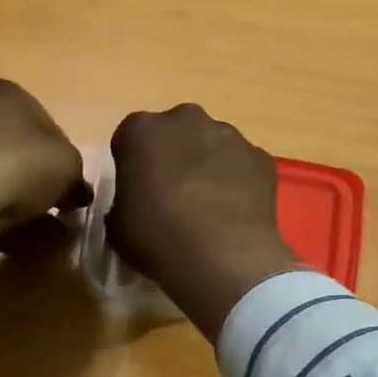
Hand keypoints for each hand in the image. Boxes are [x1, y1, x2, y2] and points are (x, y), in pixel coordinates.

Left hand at [0, 79, 89, 299]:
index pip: (42, 122)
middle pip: (8, 144)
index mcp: (3, 92)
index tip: (67, 186)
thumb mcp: (69, 167)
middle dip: (29, 176)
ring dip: (3, 196)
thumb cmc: (19, 166)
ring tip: (24, 231)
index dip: (59, 157)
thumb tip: (76, 192)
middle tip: (47, 207)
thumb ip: (75, 175)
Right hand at [105, 104, 304, 341]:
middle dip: (174, 154)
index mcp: (142, 130)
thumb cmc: (159, 237)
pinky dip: (238, 179)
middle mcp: (186, 119)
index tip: (139, 190)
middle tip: (174, 193)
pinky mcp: (260, 155)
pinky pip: (242, 163)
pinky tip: (236, 210)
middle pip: (175, 132)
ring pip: (212, 143)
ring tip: (209, 205)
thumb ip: (125, 198)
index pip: (131, 139)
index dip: (134, 164)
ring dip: (208, 164)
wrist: (223, 256)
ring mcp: (228, 134)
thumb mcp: (117, 224)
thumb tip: (140, 199)